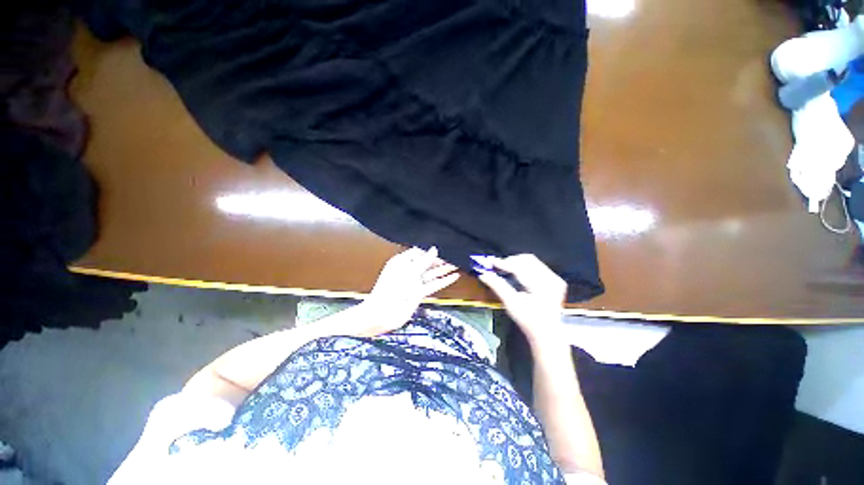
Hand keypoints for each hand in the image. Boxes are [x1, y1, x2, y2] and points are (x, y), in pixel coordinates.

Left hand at [359, 246, 459, 335]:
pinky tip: (453, 277)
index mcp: (402, 262)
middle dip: (439, 260)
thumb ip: (424, 261)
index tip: (443, 248)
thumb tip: (434, 250)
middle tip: (453, 256)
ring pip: (432, 273)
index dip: (430, 251)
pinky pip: (433, 284)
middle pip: (427, 263)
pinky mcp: (419, 292)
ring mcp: (414, 282)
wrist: (383, 312)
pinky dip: (444, 281)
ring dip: (444, 269)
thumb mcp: (409, 271)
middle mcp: (409, 271)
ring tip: (456, 264)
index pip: (419, 252)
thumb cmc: (391, 289)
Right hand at [475, 254, 565, 345]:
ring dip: (517, 263)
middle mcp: (551, 280)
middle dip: (511, 261)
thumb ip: (498, 286)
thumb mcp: (511, 305)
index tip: (491, 261)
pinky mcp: (555, 280)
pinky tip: (518, 275)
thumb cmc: (529, 321)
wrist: (547, 334)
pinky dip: (524, 267)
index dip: (504, 263)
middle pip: (527, 260)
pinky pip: (537, 266)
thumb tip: (484, 274)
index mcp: (542, 287)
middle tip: (498, 268)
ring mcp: (555, 279)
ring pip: (532, 261)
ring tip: (506, 270)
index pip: (520, 268)